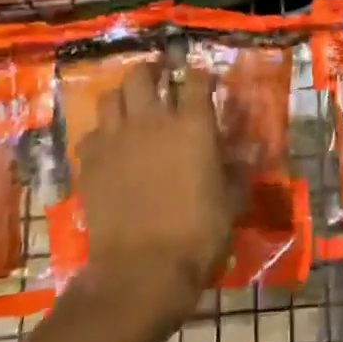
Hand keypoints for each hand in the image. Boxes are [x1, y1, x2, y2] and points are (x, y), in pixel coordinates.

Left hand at [74, 60, 236, 316]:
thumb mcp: (231, 201)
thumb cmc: (198, 233)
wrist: (142, 269)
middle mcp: (152, 120)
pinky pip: (91, 134)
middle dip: (151, 71)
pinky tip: (110, 147)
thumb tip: (253, 151)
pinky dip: (101, 134)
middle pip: (141, 75)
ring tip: (131, 107)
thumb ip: (239, 170)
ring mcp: (116, 139)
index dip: (201, 75)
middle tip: (160, 79)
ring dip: (122, 97)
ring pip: (110, 97)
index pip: (196, 79)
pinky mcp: (90, 163)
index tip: (204, 80)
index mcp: (192, 124)